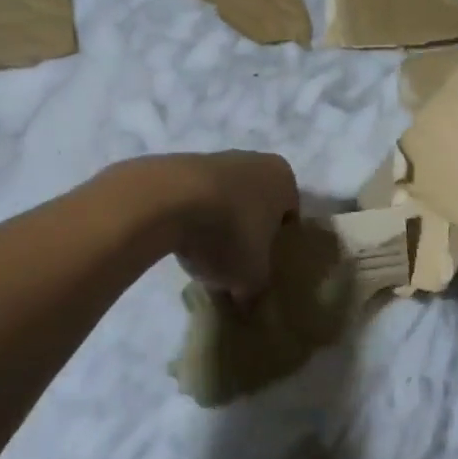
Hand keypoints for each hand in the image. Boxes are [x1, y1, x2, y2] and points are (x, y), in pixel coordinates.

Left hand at [126, 152, 298, 300]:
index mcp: (283, 179)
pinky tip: (181, 243)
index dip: (278, 246)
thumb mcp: (252, 275)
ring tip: (203, 259)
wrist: (167, 200)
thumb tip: (247, 299)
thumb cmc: (230, 233)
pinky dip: (191, 219)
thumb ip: (256, 287)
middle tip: (235, 266)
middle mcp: (254, 161)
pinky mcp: (180, 166)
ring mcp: (215, 159)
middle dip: (247, 234)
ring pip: (225, 202)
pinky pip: (195, 200)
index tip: (263, 268)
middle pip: (256, 206)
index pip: (290, 217)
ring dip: (218, 227)